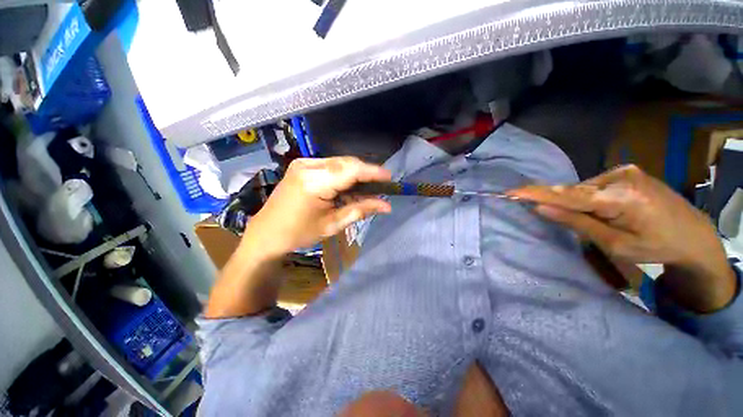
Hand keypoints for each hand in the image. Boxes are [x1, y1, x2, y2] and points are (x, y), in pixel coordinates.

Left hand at [245, 157, 391, 257]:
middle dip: (366, 173)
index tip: (390, 177)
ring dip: (355, 174)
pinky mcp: (302, 165)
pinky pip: (331, 165)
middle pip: (346, 163)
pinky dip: (343, 175)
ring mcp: (303, 163)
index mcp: (314, 182)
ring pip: (340, 163)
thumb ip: (360, 210)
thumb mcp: (333, 224)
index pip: (351, 170)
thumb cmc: (299, 233)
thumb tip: (386, 205)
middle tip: (380, 186)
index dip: (373, 172)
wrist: (267, 232)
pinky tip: (349, 187)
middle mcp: (308, 165)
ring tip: (367, 188)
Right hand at [510, 165, 735, 311]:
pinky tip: (603, 210)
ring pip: (584, 188)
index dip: (536, 193)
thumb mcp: (616, 244)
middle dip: (561, 204)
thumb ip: (577, 223)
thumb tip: (541, 208)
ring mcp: (625, 171)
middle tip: (569, 222)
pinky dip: (589, 199)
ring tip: (598, 222)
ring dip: (578, 203)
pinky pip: (595, 185)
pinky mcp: (628, 172)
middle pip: (575, 191)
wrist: (696, 237)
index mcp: (621, 198)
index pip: (568, 195)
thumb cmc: (659, 248)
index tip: (510, 192)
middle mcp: (620, 177)